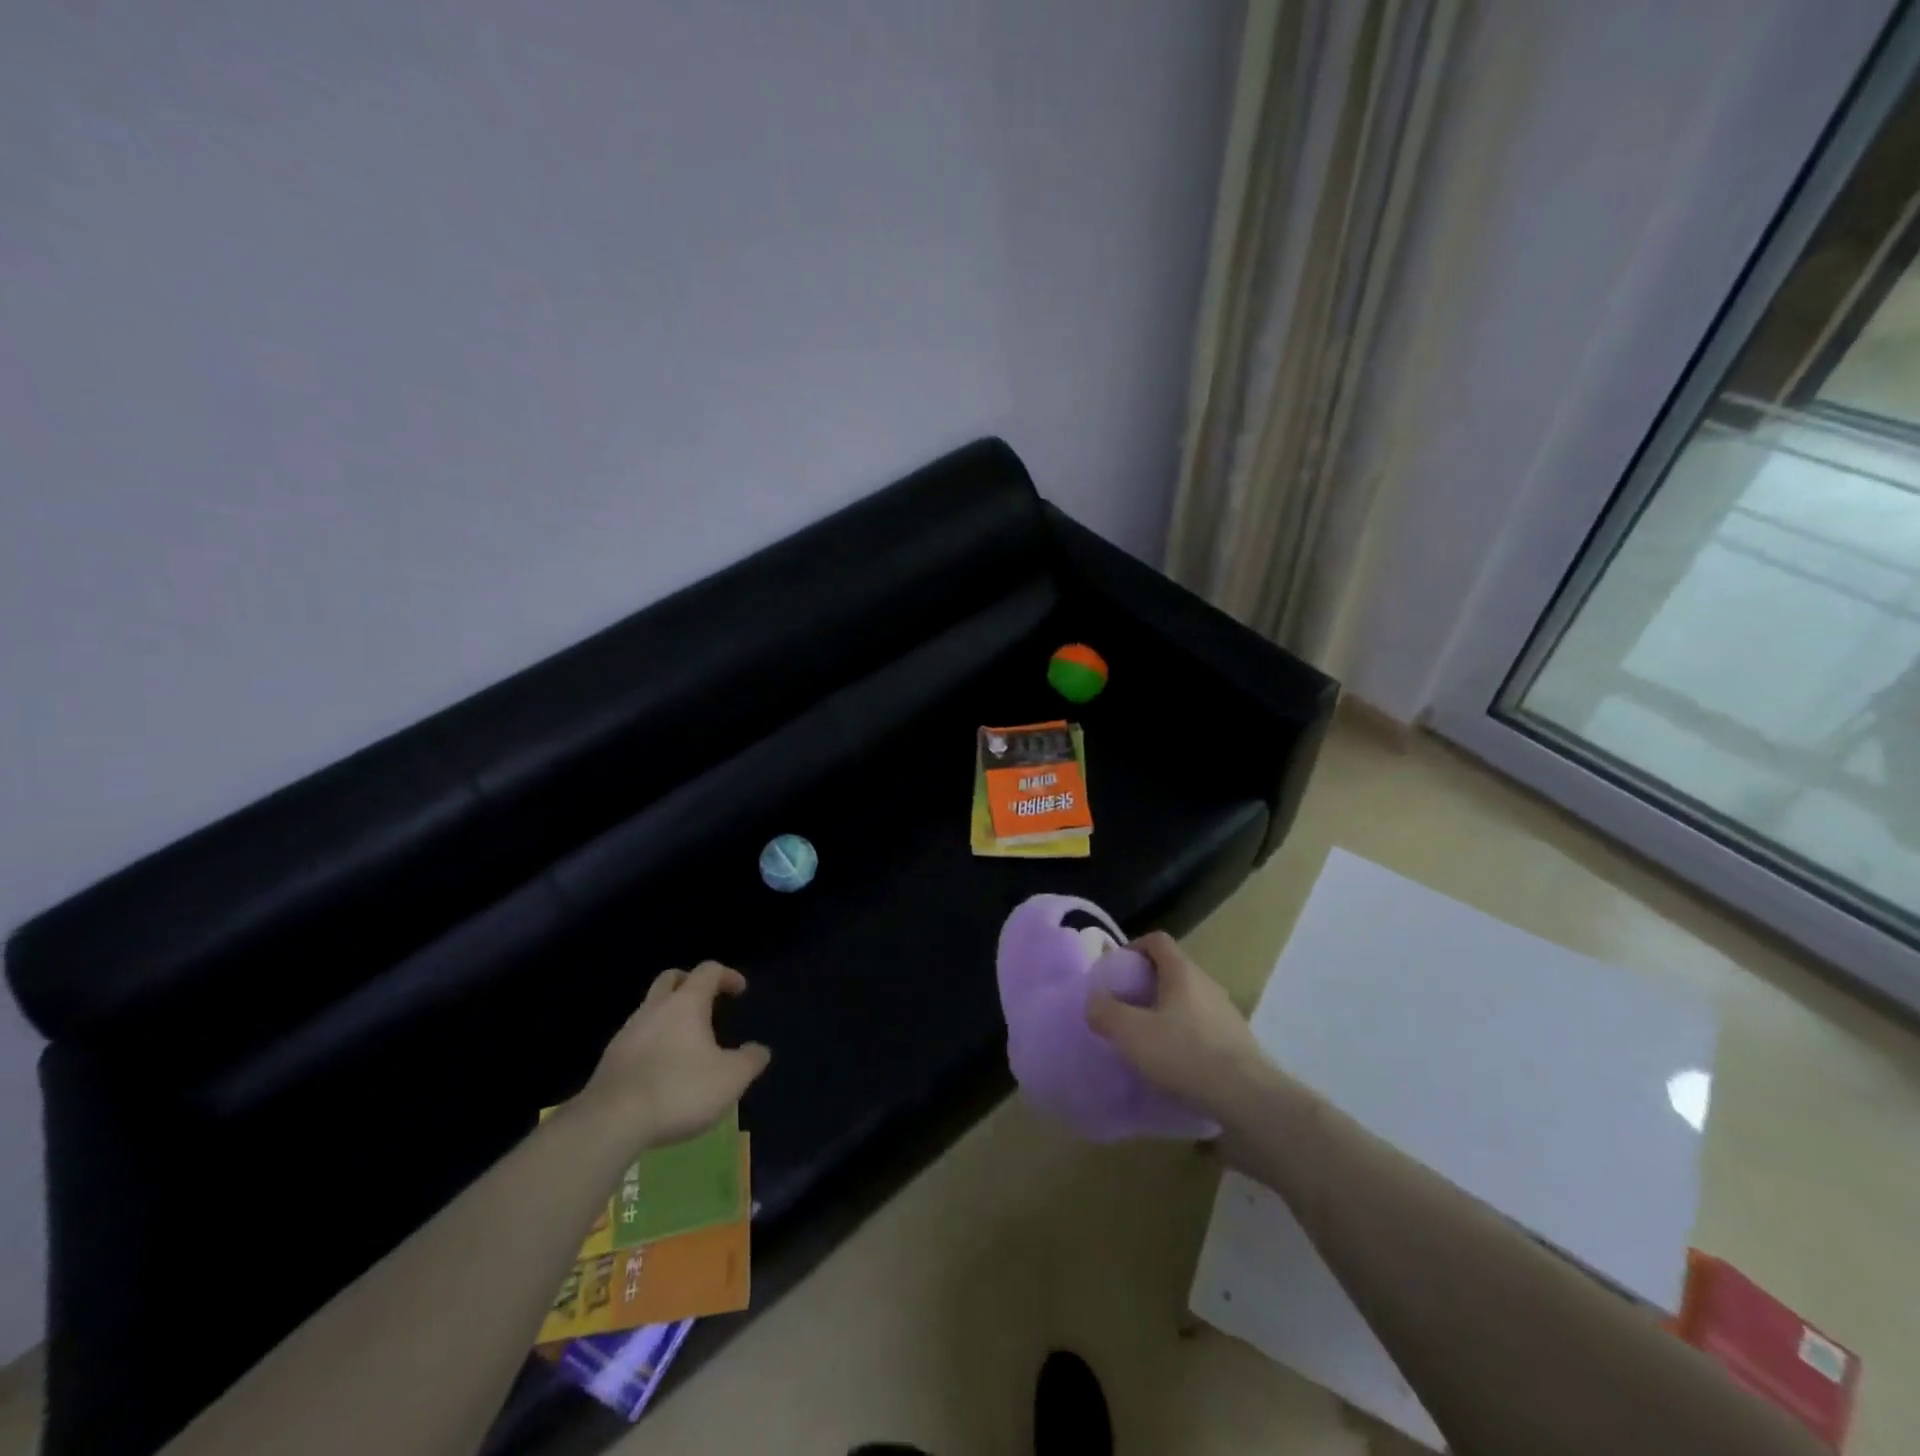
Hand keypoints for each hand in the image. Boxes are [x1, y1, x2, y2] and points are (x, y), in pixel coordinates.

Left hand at [578, 962, 770, 1146]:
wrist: (610, 1123)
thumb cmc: (679, 1090)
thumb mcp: (730, 1079)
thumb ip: (750, 1061)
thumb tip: (760, 1050)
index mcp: (686, 1004)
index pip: (708, 971)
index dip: (727, 975)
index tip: (739, 991)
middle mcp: (655, 1009)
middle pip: (671, 979)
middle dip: (690, 983)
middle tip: (706, 1001)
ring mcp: (627, 1033)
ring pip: (650, 1009)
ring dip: (669, 1015)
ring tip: (686, 1042)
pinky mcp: (610, 1060)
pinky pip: (636, 1038)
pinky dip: (652, 1042)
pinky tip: (661, 1069)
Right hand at [1086, 931, 1274, 1122]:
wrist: (1247, 1098)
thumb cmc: (1184, 1054)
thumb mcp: (1131, 1033)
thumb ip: (1105, 1012)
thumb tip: (1095, 1001)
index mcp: (1182, 972)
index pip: (1157, 941)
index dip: (1133, 948)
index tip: (1115, 971)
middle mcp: (1207, 984)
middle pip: (1172, 971)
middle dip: (1145, 984)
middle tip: (1124, 1007)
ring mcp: (1226, 1014)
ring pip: (1187, 1001)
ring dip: (1164, 1012)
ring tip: (1145, 1039)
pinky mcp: (1236, 1043)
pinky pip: (1202, 1028)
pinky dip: (1183, 1036)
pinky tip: (1172, 1064)